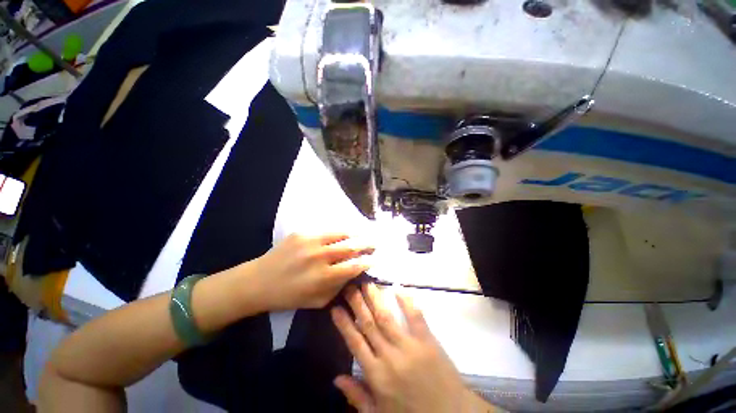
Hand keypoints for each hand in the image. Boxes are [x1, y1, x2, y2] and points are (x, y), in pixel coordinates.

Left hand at [253, 233, 372, 309]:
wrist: (258, 281)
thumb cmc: (289, 296)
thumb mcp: (317, 301)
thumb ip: (338, 287)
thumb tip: (354, 273)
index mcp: (323, 277)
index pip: (354, 266)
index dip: (367, 262)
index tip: (374, 260)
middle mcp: (319, 256)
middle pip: (351, 246)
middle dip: (367, 244)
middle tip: (375, 243)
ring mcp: (310, 241)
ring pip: (341, 234)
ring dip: (356, 234)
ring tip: (364, 234)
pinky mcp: (302, 233)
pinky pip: (327, 231)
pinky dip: (339, 232)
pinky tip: (344, 233)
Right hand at [331, 283, 483, 412]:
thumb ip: (357, 396)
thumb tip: (336, 378)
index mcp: (376, 375)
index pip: (355, 343)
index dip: (344, 324)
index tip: (336, 307)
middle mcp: (389, 356)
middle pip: (369, 324)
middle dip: (357, 303)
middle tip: (349, 286)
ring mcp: (409, 346)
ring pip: (386, 317)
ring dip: (375, 298)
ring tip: (366, 283)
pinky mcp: (427, 340)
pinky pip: (415, 317)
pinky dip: (406, 301)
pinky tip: (397, 287)